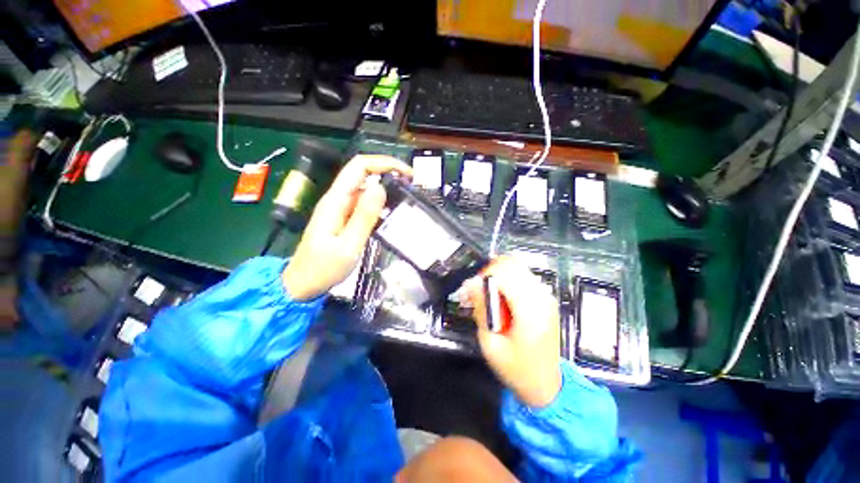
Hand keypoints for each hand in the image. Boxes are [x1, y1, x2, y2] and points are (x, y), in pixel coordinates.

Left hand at [283, 154, 411, 300]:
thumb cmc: (323, 268)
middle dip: (388, 172)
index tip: (406, 174)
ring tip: (406, 198)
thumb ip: (364, 216)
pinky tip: (392, 212)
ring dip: (386, 188)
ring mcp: (340, 208)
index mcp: (335, 201)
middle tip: (411, 186)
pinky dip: (380, 202)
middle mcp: (337, 199)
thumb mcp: (348, 245)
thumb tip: (380, 188)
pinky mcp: (344, 218)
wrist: (303, 284)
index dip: (384, 163)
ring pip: (365, 188)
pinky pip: (364, 203)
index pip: (359, 167)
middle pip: (363, 173)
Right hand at [465, 257, 561, 406]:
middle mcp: (541, 297)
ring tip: (488, 297)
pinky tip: (501, 300)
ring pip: (517, 267)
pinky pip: (522, 277)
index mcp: (530, 309)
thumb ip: (481, 308)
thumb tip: (471, 282)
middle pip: (512, 264)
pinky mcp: (545, 298)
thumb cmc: (516, 370)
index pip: (504, 272)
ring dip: (498, 276)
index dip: (483, 276)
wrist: (546, 386)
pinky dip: (507, 280)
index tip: (471, 290)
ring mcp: (546, 296)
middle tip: (477, 291)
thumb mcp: (490, 344)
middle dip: (489, 272)